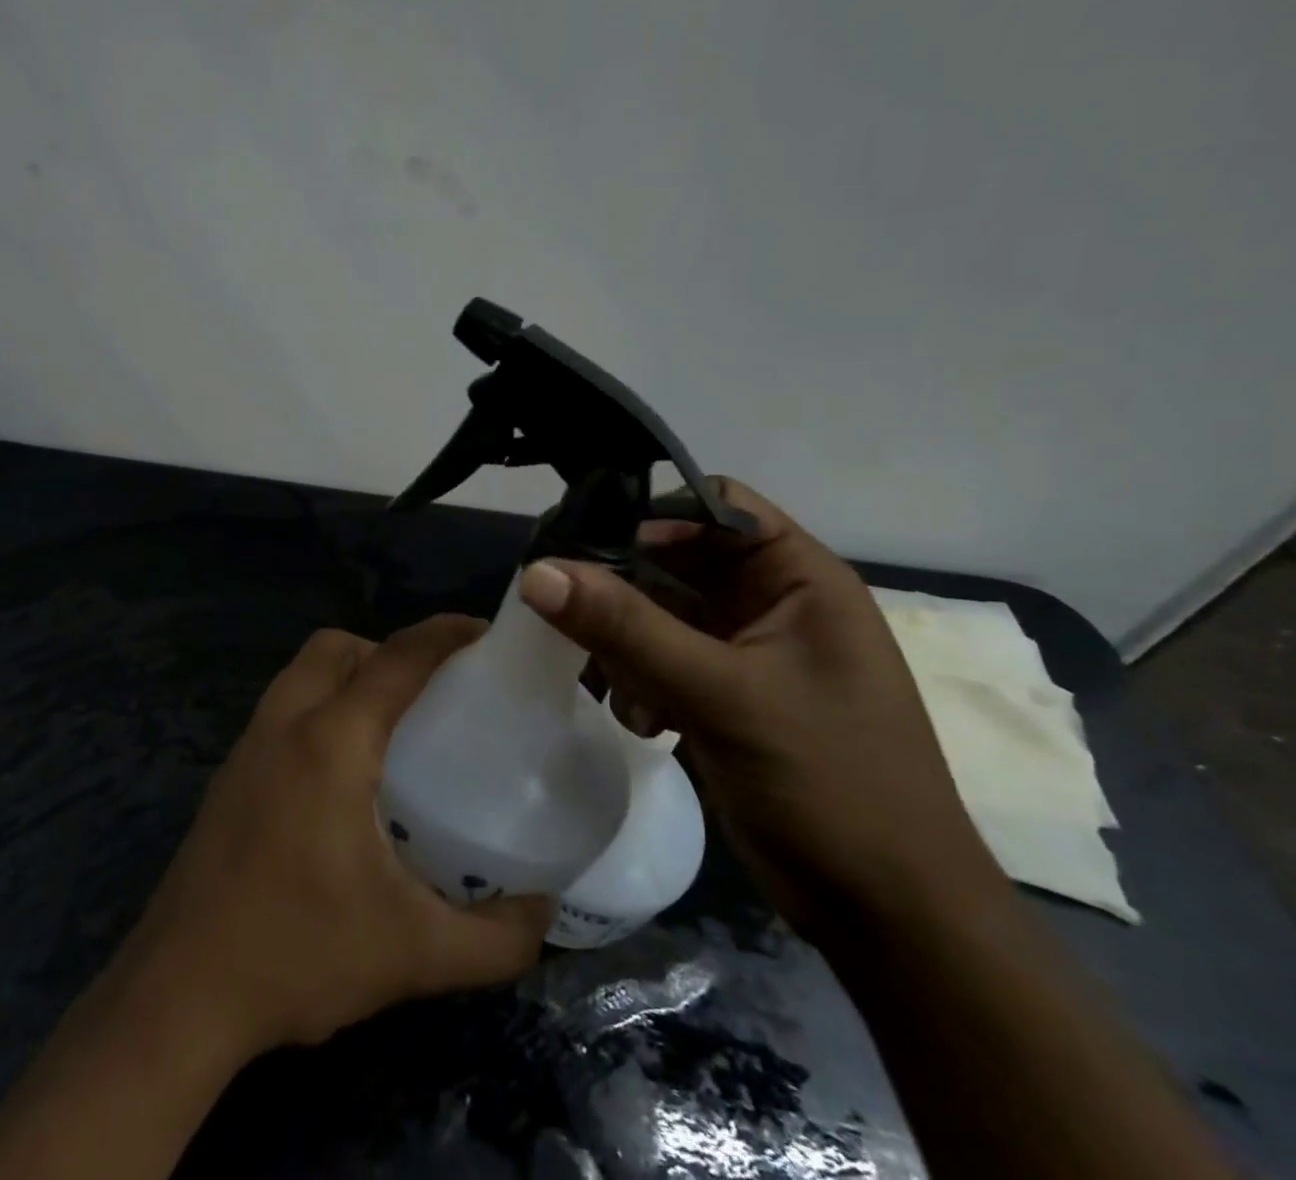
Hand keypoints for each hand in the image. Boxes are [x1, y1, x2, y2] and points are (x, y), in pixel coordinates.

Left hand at [114, 617, 552, 1057]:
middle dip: (388, 650)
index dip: (445, 634)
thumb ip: (495, 938)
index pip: (395, 659)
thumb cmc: (296, 955)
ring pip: (303, 671)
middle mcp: (284, 723)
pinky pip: (284, 706)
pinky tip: (345, 771)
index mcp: (329, 741)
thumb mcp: (413, 954)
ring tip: (394, 727)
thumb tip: (544, 912)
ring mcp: (248, 744)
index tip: (487, 633)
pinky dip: (321, 705)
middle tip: (433, 694)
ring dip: (350, 674)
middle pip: (337, 647)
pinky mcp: (230, 772)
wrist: (180, 993)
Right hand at [518, 479, 1009, 944]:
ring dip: (624, 640)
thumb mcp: (722, 694)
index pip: (715, 506)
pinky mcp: (721, 695)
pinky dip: (638, 679)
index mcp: (798, 579)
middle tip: (560, 600)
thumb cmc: (829, 784)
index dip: (652, 513)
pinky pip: (659, 659)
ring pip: (659, 612)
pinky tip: (639, 720)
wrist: (886, 916)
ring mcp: (745, 652)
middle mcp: (770, 603)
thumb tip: (536, 571)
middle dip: (622, 583)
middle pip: (676, 559)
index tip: (584, 541)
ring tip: (609, 678)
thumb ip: (626, 627)